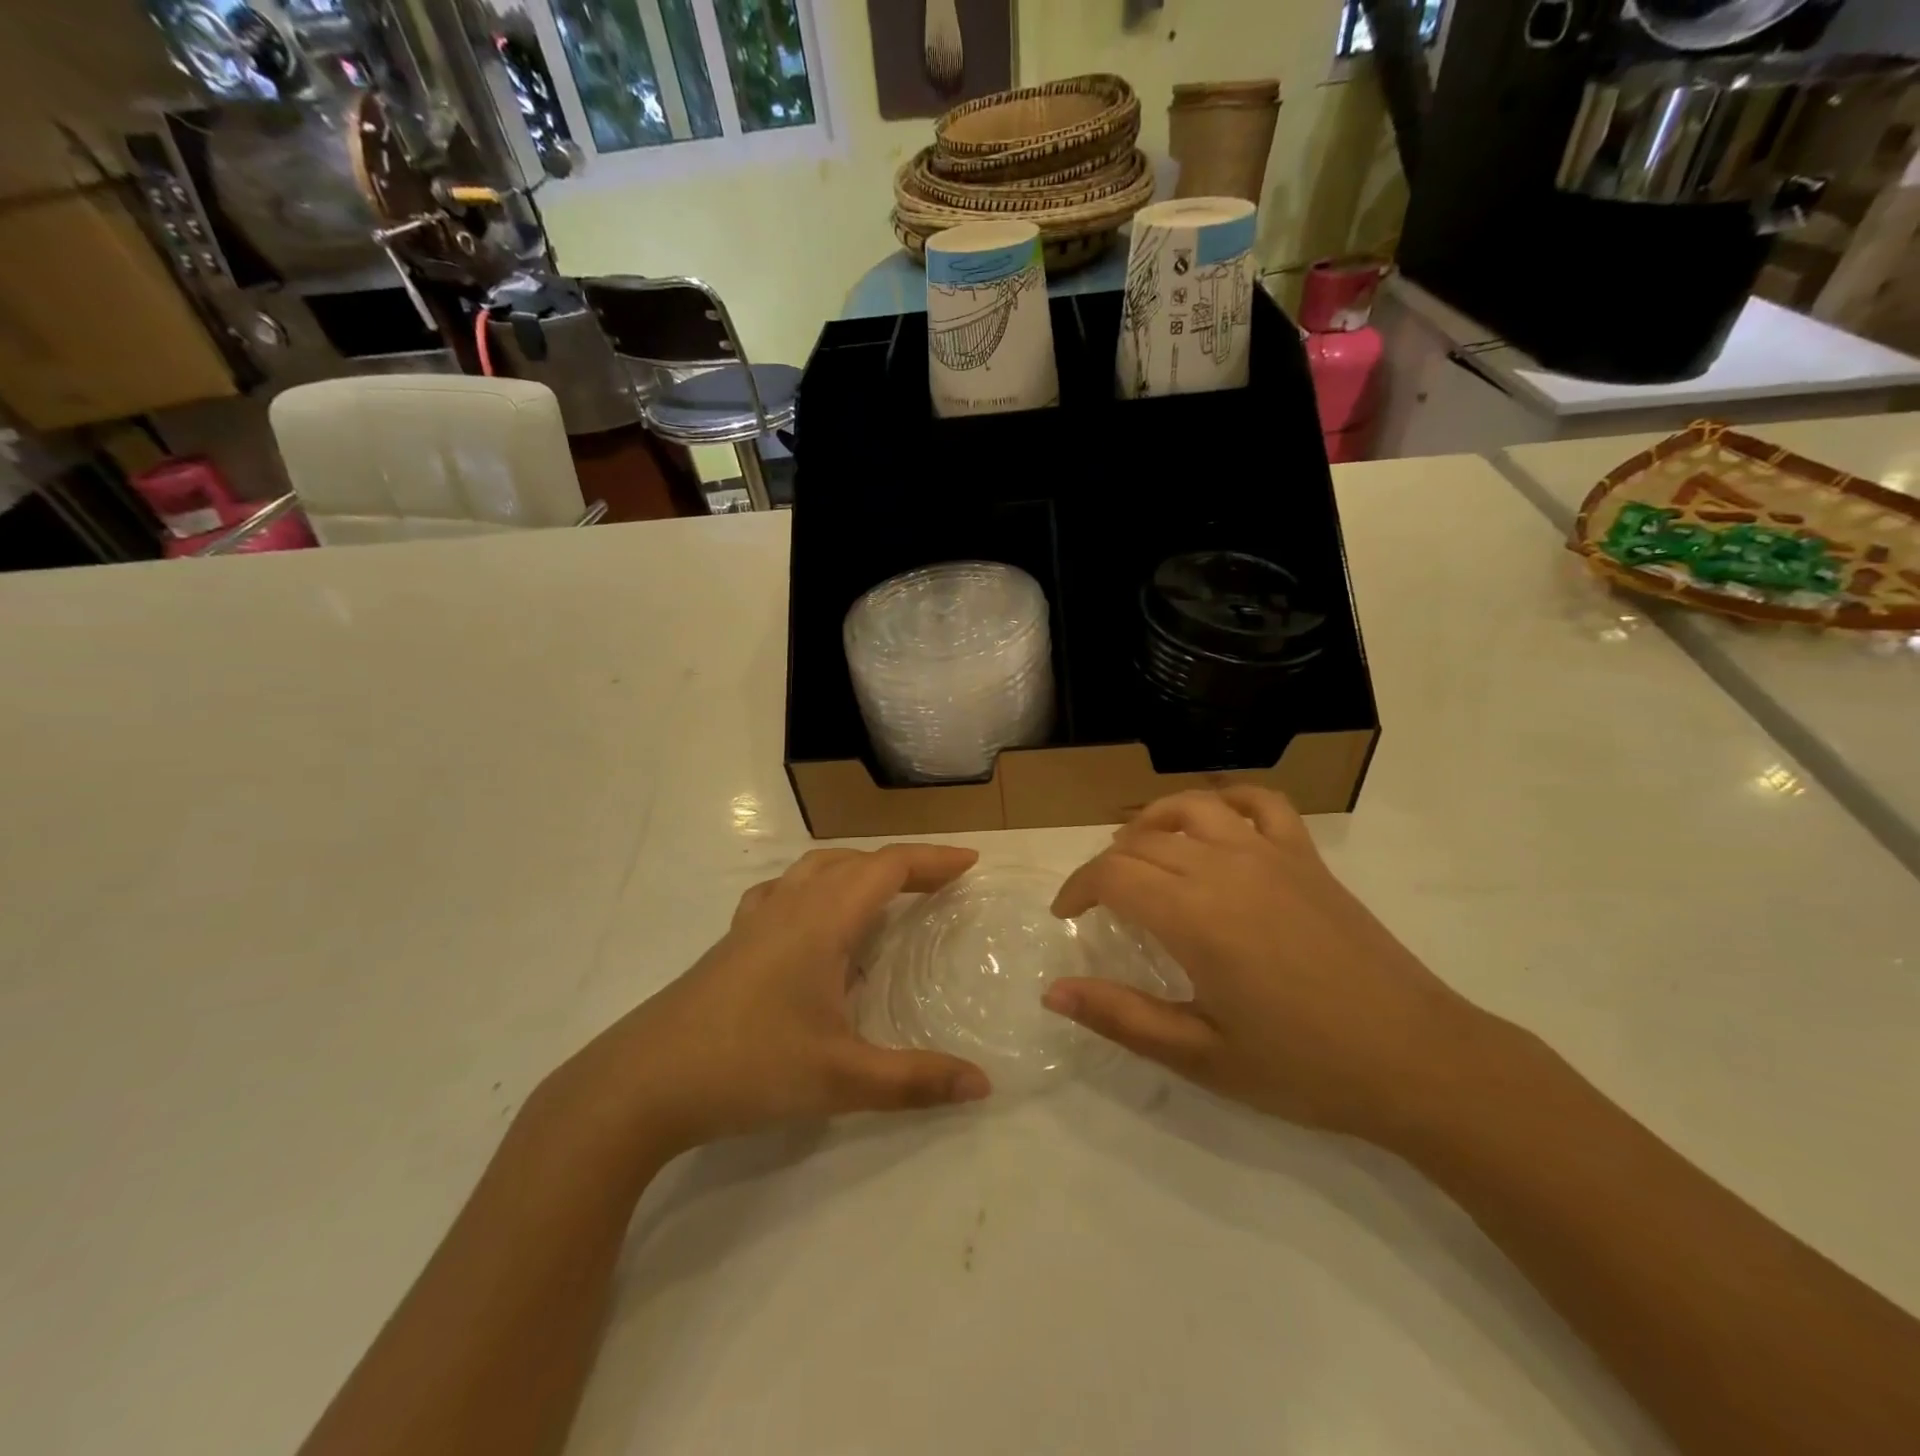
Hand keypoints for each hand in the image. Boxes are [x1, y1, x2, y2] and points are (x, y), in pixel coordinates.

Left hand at [544, 845, 992, 1159]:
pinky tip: (812, 923)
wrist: (640, 1084)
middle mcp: (790, 905)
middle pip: (855, 862)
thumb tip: (983, 1085)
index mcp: (822, 920)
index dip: (933, 860)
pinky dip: (815, 889)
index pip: (888, 867)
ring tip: (885, 895)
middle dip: (903, 865)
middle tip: (939, 885)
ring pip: (815, 870)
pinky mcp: (732, 942)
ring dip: (858, 870)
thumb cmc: (748, 1067)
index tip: (970, 864)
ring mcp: (754, 921)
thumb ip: (915, 1081)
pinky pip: (784, 892)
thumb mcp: (841, 1079)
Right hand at [1044, 788, 1483, 1140]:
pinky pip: (1261, 803)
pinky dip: (1227, 802)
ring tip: (1139, 850)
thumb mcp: (1201, 1055)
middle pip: (1141, 842)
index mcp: (1194, 916)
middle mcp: (1225, 868)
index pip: (1111, 875)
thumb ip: (1121, 1017)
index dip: (1077, 889)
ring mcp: (1270, 855)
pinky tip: (1216, 826)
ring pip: (1192, 807)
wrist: (1417, 1060)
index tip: (1067, 916)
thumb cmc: (1303, 1067)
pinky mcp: (1307, 857)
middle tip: (1100, 904)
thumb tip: (1053, 992)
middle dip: (1107, 866)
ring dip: (1152, 822)